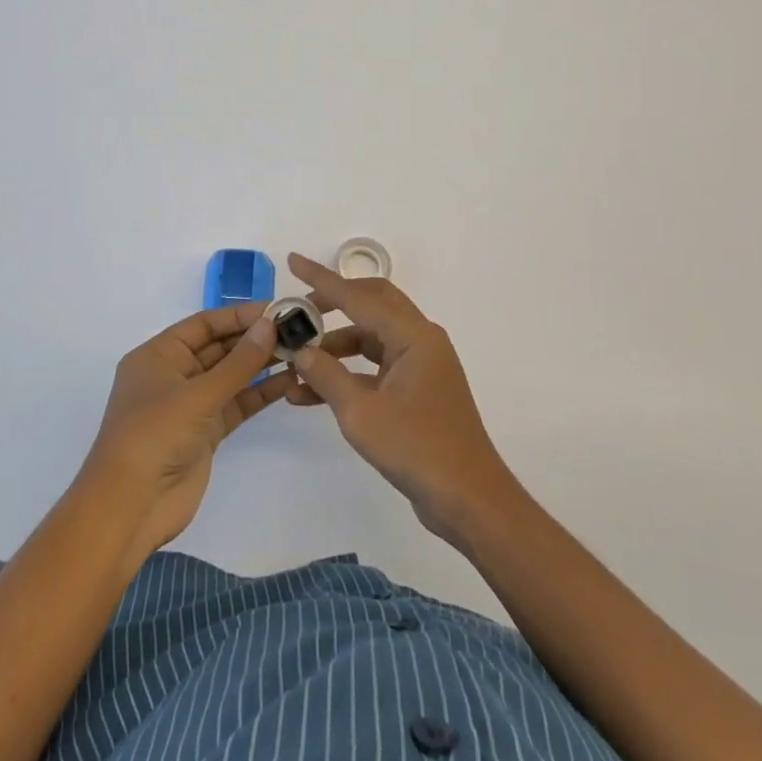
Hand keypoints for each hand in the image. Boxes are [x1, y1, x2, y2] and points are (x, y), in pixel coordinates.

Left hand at [80, 303, 295, 563]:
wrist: (131, 507)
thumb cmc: (154, 436)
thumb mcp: (197, 394)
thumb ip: (238, 362)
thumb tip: (270, 325)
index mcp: (158, 356)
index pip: (203, 324)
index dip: (239, 315)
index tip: (276, 310)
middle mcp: (173, 375)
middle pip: (218, 348)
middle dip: (254, 339)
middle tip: (296, 331)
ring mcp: (189, 406)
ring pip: (230, 376)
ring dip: (261, 365)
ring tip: (299, 352)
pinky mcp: (205, 433)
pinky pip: (235, 404)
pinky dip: (258, 394)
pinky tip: (288, 383)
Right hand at [284, 253, 517, 542]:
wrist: (468, 499)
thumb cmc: (417, 449)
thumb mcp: (361, 413)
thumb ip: (327, 376)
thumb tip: (301, 351)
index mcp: (413, 336)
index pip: (359, 296)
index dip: (322, 279)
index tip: (293, 261)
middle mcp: (420, 340)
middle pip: (371, 305)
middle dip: (332, 305)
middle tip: (298, 312)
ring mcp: (420, 365)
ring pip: (371, 338)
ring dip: (335, 348)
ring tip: (295, 365)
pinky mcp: (417, 389)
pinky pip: (376, 367)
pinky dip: (348, 373)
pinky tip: (312, 393)